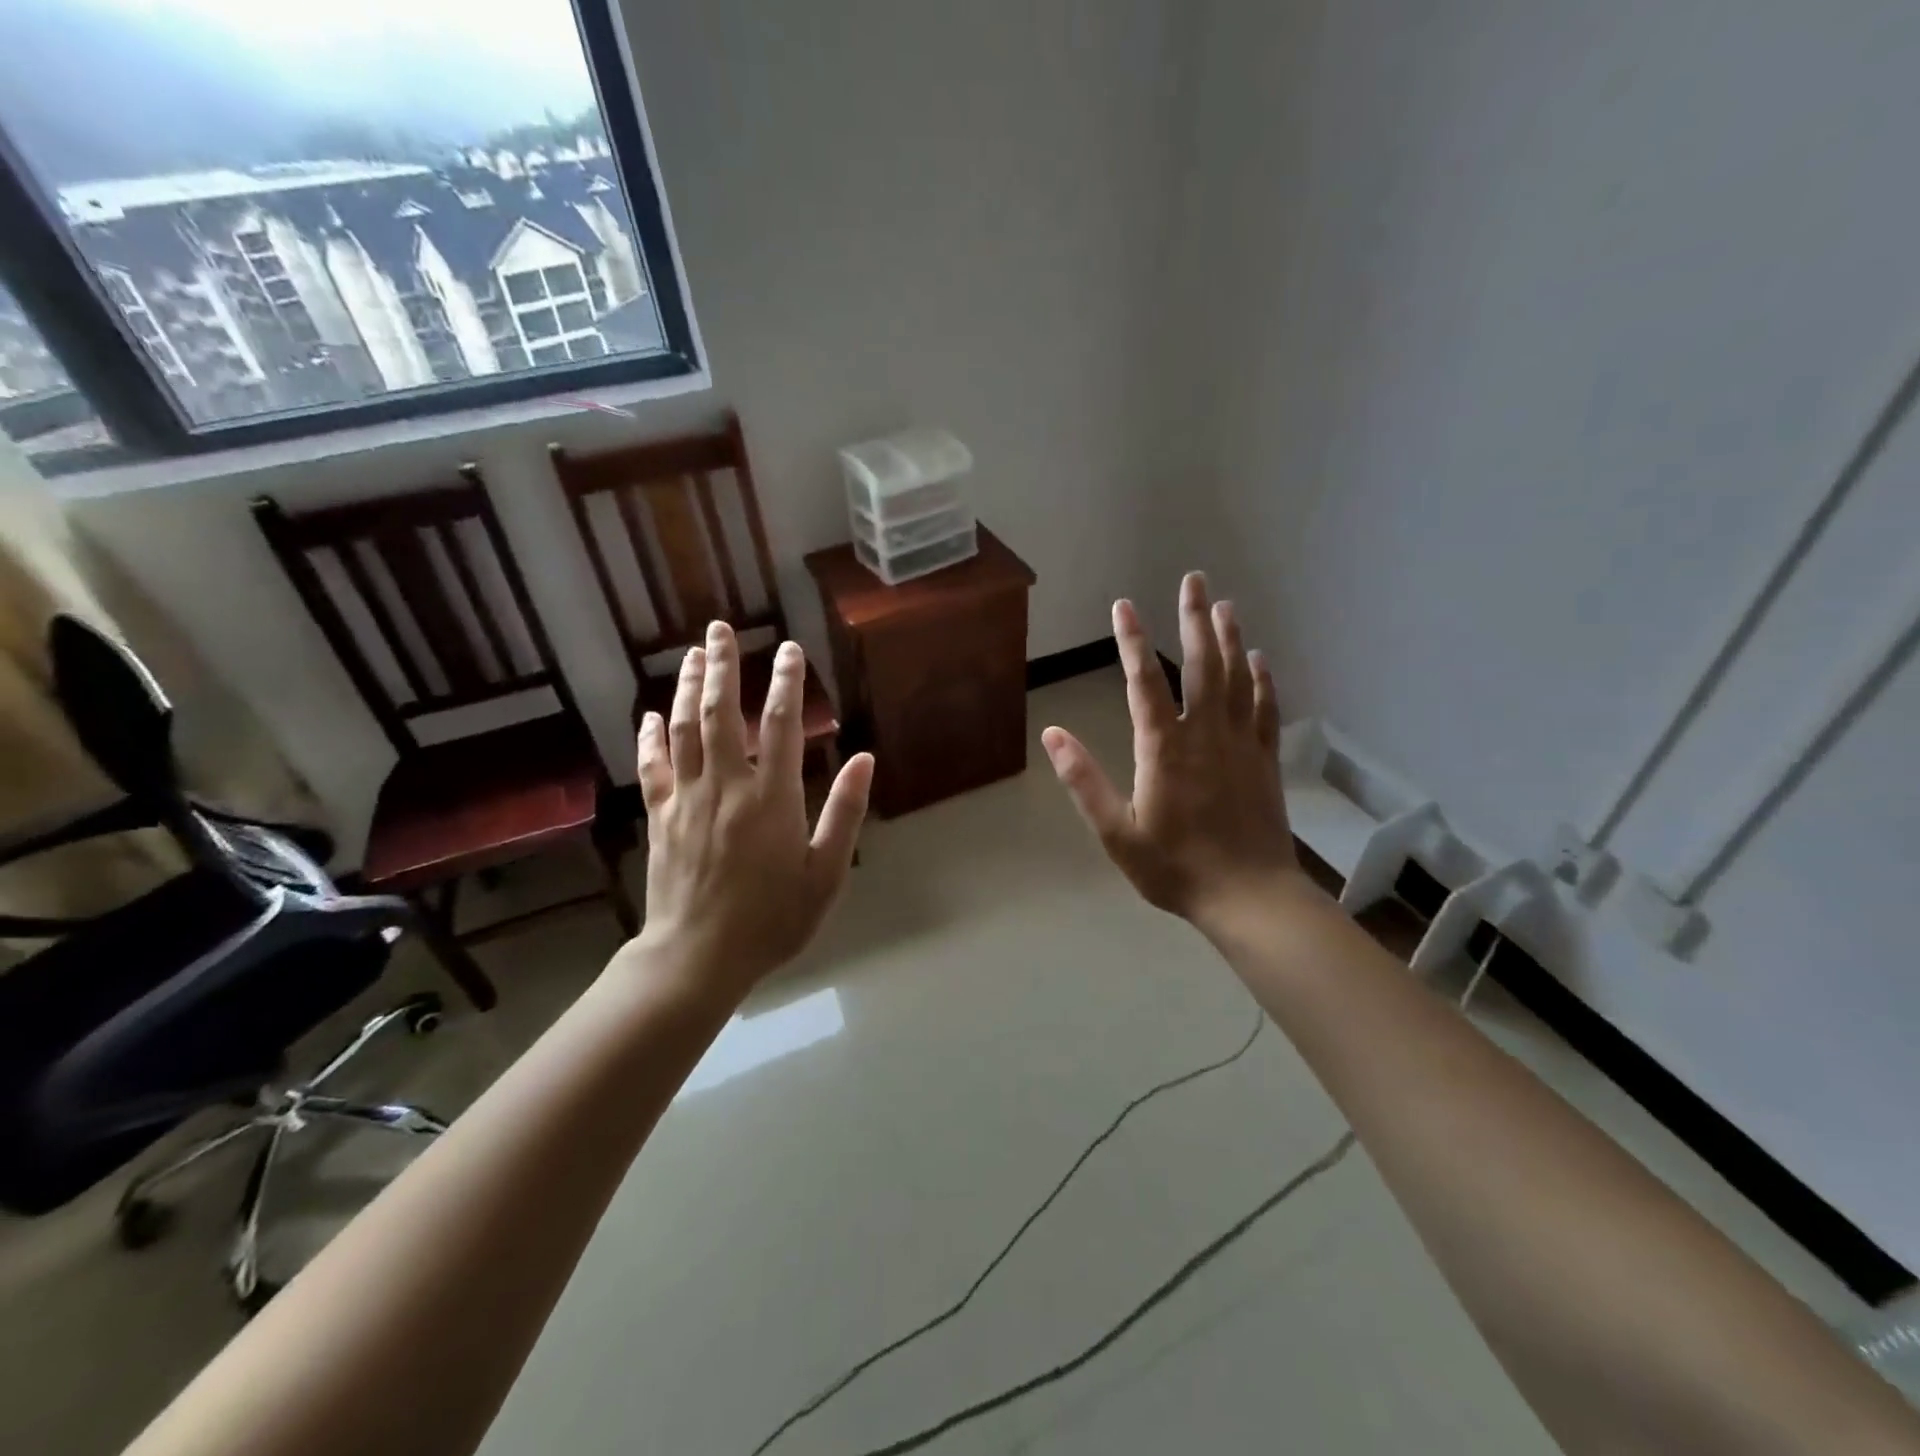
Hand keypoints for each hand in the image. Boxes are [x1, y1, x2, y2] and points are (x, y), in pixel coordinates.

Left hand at [633, 622, 872, 995]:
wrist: (698, 957)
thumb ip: (844, 812)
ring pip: (684, 729)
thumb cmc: (772, 918)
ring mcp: (687, 798)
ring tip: (691, 654)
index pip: (778, 724)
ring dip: (685, 687)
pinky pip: (652, 766)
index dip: (785, 682)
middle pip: (720, 712)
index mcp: (771, 798)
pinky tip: (650, 715)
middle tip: (720, 629)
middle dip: (721, 666)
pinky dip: (650, 737)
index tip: (789, 650)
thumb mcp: (826, 872)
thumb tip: (864, 759)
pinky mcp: (660, 816)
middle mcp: (726, 786)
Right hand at [1042, 574, 1302, 933]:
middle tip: (1194, 580)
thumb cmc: (1175, 868)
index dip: (1132, 640)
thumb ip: (1084, 781)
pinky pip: (1264, 709)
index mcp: (1164, 749)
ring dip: (1230, 639)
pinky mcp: (1264, 760)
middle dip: (1195, 619)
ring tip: (1224, 605)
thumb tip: (1053, 734)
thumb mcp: (1117, 833)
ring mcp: (1241, 744)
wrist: (1248, 896)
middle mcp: (1205, 734)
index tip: (1124, 605)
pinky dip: (1262, 680)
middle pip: (1201, 665)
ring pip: (1236, 679)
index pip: (1143, 682)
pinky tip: (1259, 659)